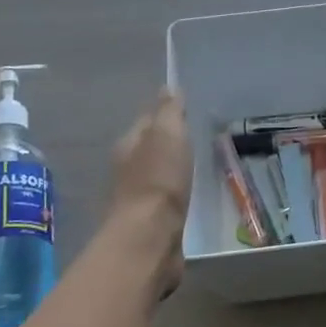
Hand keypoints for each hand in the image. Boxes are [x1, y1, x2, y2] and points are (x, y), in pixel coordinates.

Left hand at [107, 89, 191, 291]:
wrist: (150, 239)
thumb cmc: (158, 181)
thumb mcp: (167, 135)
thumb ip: (168, 111)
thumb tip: (168, 87)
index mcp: (129, 145)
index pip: (147, 121)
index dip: (165, 114)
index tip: (186, 110)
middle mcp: (128, 170)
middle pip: (150, 148)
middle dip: (169, 143)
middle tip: (196, 136)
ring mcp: (138, 199)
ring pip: (158, 175)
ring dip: (173, 169)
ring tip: (197, 164)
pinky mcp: (152, 223)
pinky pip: (167, 200)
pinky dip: (177, 193)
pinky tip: (191, 194)